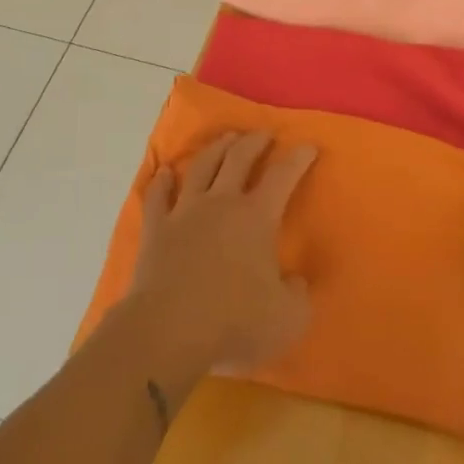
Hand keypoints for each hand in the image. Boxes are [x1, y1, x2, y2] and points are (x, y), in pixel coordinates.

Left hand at [129, 131, 316, 375]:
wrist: (168, 330)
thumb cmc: (234, 322)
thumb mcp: (287, 318)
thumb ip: (298, 295)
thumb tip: (296, 281)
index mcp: (257, 217)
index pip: (283, 177)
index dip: (298, 158)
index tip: (307, 146)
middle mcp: (221, 202)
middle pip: (238, 159)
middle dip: (254, 142)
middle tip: (263, 134)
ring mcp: (185, 212)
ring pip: (201, 167)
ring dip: (215, 149)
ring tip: (225, 139)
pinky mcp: (156, 229)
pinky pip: (158, 196)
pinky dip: (161, 181)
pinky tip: (163, 172)